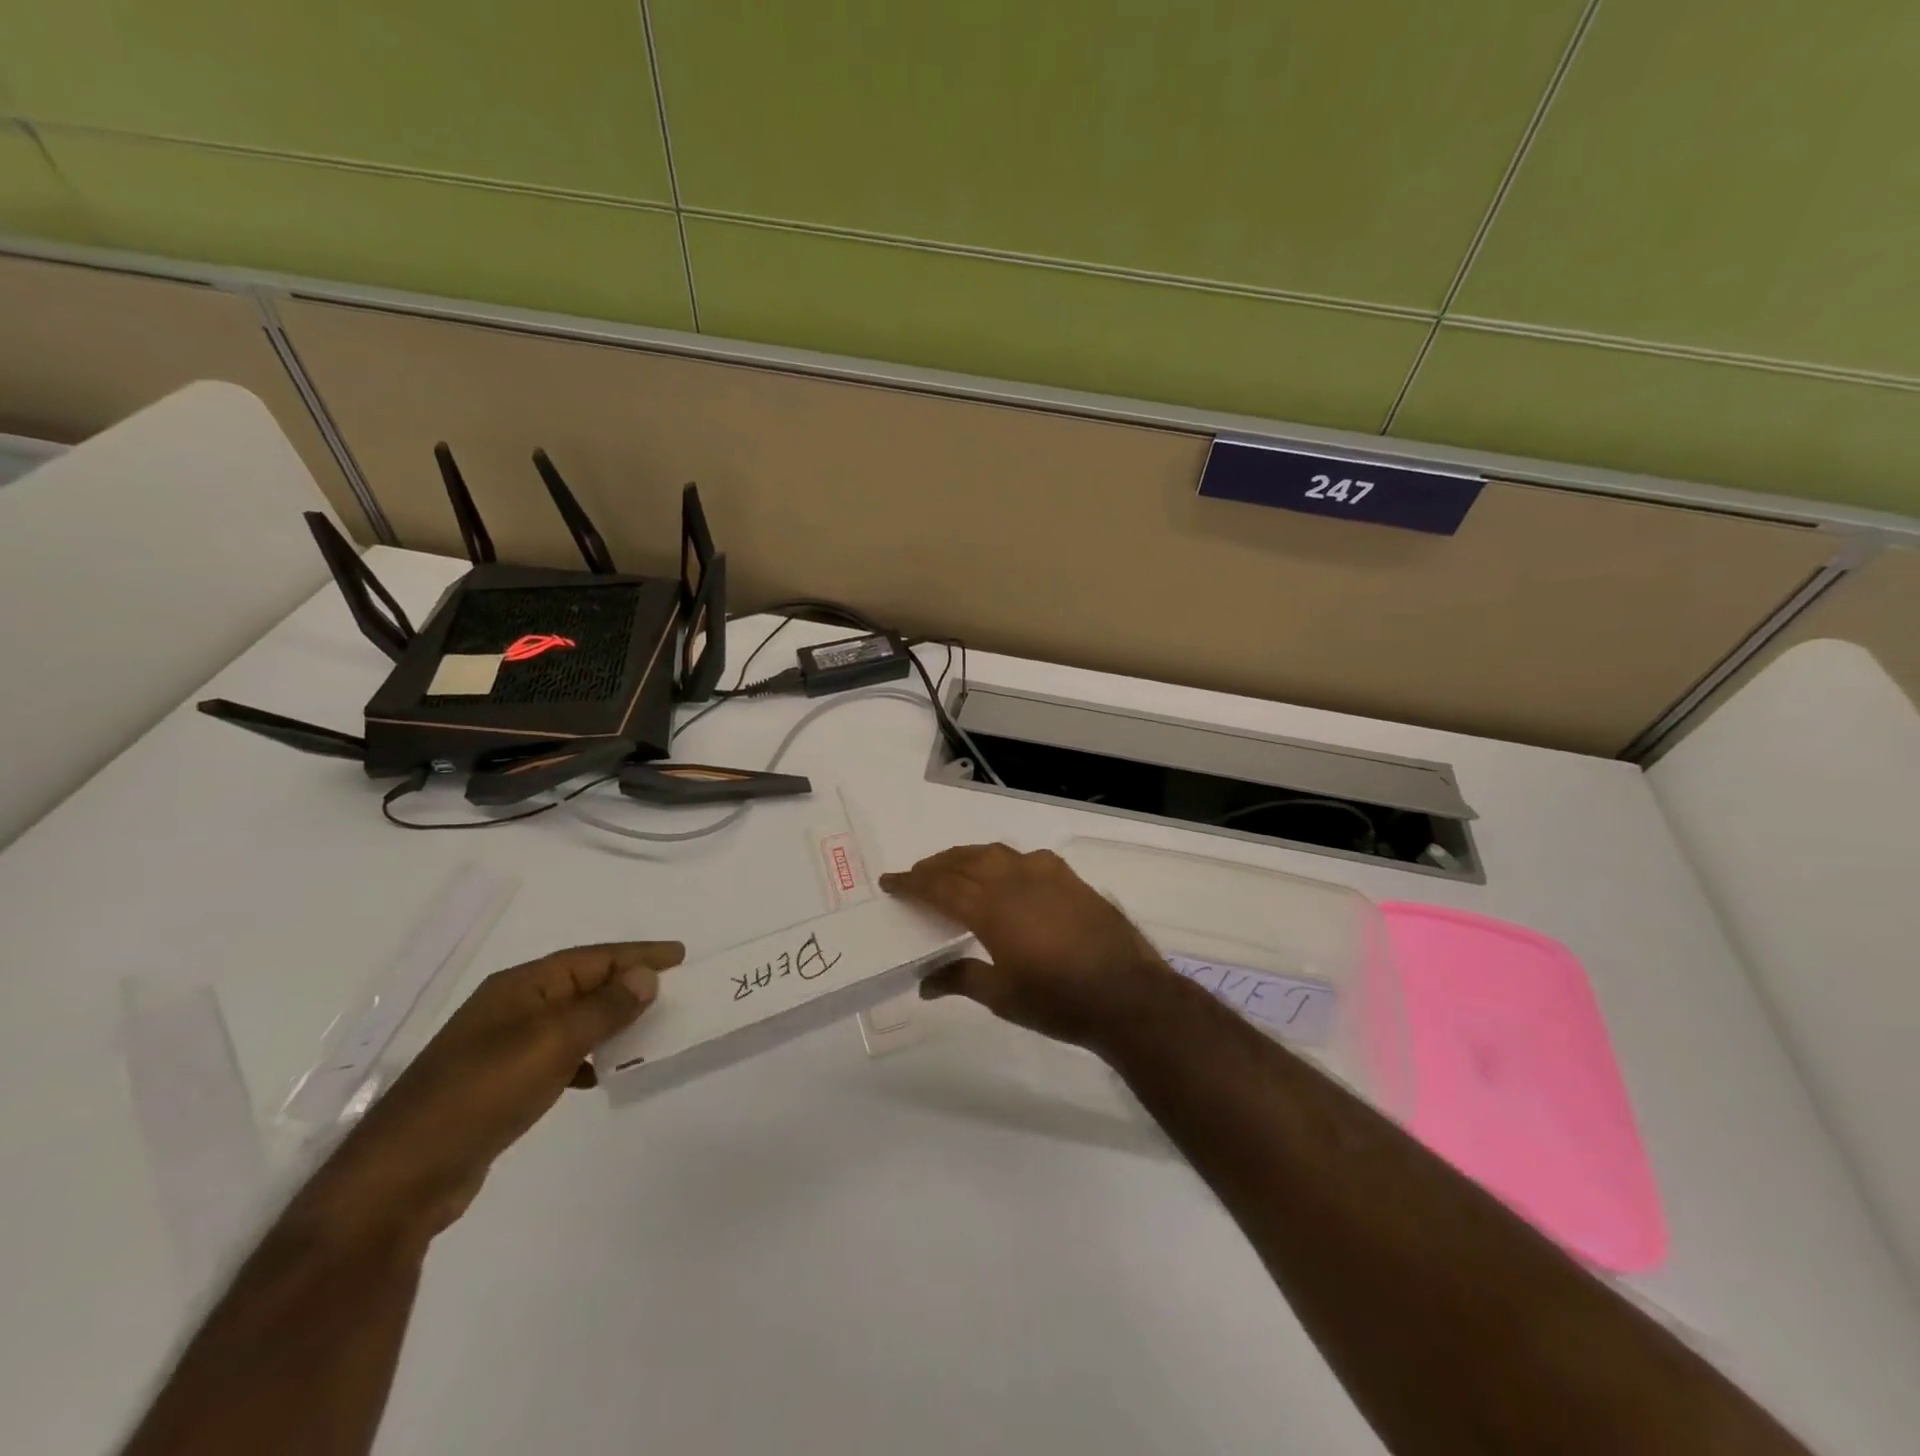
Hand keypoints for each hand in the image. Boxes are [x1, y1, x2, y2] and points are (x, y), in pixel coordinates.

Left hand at [303, 941, 682, 1242]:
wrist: (402, 1177)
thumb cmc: (482, 1094)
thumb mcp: (552, 1043)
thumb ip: (603, 1008)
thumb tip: (646, 976)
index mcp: (520, 987)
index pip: (592, 958)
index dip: (637, 954)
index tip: (680, 955)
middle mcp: (510, 1008)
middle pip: (582, 984)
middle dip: (626, 984)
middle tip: (673, 988)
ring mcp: (501, 1047)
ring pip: (572, 1020)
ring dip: (610, 1021)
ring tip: (649, 1027)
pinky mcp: (499, 1084)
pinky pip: (558, 1054)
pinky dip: (587, 1056)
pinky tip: (602, 1073)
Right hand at [880, 843, 1177, 1051]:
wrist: (1128, 995)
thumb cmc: (1059, 1001)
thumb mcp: (1003, 997)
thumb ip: (961, 979)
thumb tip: (925, 982)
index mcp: (992, 908)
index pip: (940, 887)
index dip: (912, 883)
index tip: (889, 881)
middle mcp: (1015, 880)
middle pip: (965, 862)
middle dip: (936, 866)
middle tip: (917, 875)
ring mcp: (1046, 875)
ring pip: (995, 854)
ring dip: (968, 857)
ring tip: (954, 868)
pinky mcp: (1070, 878)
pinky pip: (1026, 858)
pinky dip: (1004, 860)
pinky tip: (1007, 874)